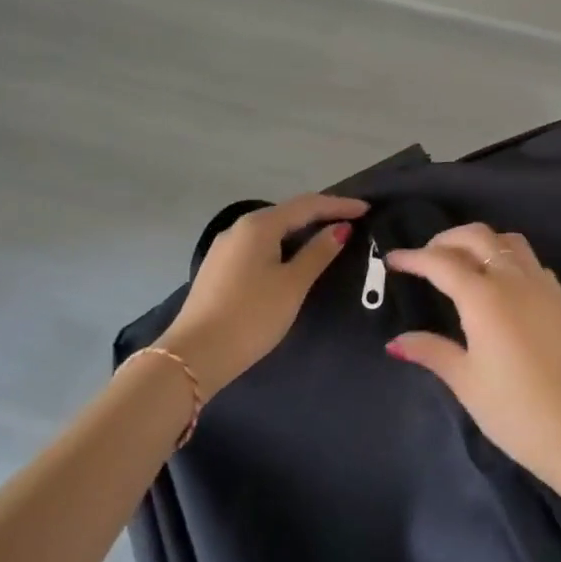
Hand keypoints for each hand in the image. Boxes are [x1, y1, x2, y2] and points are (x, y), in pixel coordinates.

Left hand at [158, 193, 367, 397]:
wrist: (194, 357)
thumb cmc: (251, 316)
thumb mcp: (292, 285)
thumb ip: (318, 253)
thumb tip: (340, 228)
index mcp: (260, 225)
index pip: (308, 205)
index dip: (339, 205)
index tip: (366, 209)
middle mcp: (239, 227)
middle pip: (288, 212)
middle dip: (320, 214)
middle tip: (351, 221)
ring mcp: (225, 247)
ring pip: (272, 229)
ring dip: (301, 230)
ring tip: (327, 237)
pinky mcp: (218, 267)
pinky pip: (259, 245)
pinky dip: (282, 245)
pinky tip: (293, 258)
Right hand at [386, 223, 560, 485]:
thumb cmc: (514, 410)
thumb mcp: (465, 381)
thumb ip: (431, 351)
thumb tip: (396, 342)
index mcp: (484, 297)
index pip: (441, 263)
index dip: (414, 258)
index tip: (392, 259)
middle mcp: (513, 279)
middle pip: (476, 236)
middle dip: (446, 239)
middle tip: (425, 258)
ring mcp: (542, 285)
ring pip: (507, 240)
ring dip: (480, 241)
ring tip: (461, 262)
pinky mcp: (560, 298)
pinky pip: (530, 260)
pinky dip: (508, 257)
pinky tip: (500, 282)